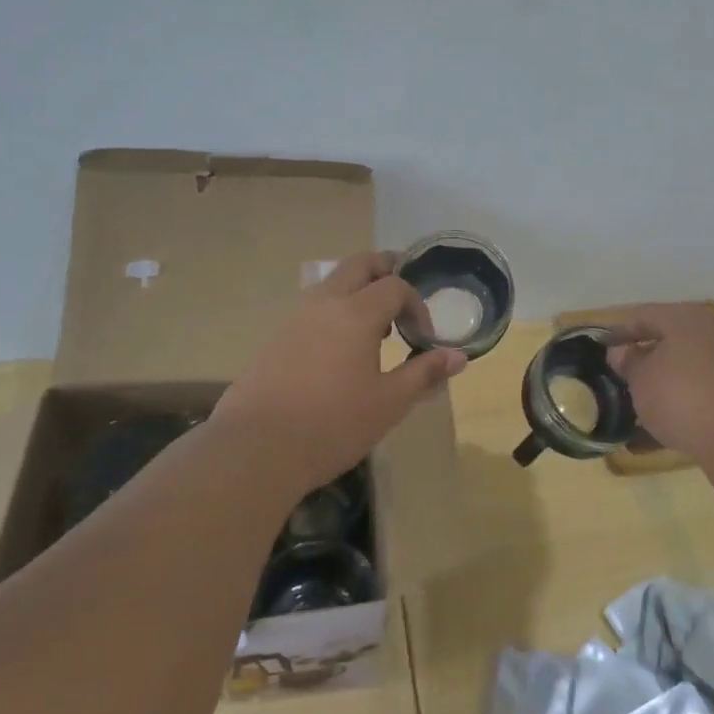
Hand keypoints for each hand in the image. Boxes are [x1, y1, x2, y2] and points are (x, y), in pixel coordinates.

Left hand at [213, 251, 466, 502]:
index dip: (417, 304)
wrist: (255, 449)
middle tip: (403, 295)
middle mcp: (324, 303)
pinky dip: (335, 311)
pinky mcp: (275, 338)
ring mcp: (294, 318)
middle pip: (359, 265)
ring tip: (375, 329)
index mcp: (356, 313)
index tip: (424, 337)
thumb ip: (424, 374)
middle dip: (387, 270)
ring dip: (359, 291)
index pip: (395, 285)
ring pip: (332, 283)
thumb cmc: (332, 425)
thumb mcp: (389, 403)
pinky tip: (340, 352)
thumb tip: (458, 357)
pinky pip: (313, 308)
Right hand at [602, 304, 713, 479]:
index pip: (645, 315)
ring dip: (669, 379)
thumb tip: (623, 352)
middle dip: (648, 354)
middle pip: (672, 336)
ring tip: (647, 402)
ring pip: (692, 363)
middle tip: (626, 374)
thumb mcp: (642, 381)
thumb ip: (628, 362)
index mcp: (686, 317)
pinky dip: (690, 398)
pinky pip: (710, 386)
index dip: (620, 332)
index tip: (603, 349)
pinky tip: (674, 423)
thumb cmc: (683, 400)